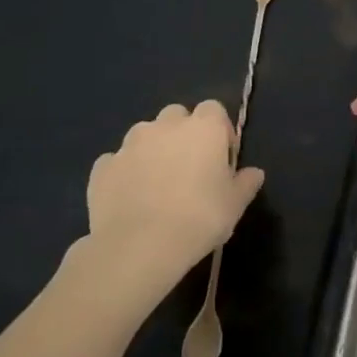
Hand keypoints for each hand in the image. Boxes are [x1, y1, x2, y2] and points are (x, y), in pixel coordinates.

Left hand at [84, 101, 264, 281]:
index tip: (221, 158)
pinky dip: (125, 172)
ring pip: (145, 135)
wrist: (139, 247)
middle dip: (183, 134)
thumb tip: (254, 173)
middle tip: (189, 167)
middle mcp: (166, 126)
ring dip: (153, 149)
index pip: (214, 110)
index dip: (219, 130)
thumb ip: (246, 183)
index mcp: (204, 128)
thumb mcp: (235, 204)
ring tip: (157, 183)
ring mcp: (130, 145)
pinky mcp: (103, 167)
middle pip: (177, 116)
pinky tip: (130, 197)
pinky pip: (117, 161)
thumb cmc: (199, 219)